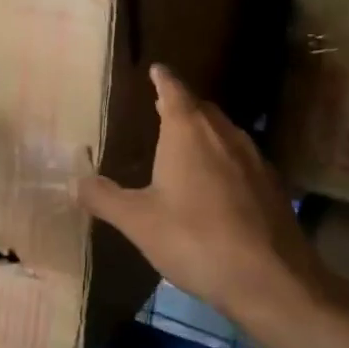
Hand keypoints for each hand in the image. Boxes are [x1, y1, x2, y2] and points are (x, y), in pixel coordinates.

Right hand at [79, 65, 322, 328]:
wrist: (270, 278)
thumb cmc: (195, 239)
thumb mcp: (139, 221)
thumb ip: (105, 198)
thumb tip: (76, 181)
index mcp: (188, 131)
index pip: (174, 91)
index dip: (163, 79)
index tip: (156, 69)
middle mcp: (224, 134)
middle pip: (202, 108)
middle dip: (182, 105)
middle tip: (163, 107)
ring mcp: (254, 158)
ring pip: (225, 132)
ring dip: (205, 131)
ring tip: (187, 142)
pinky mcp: (272, 185)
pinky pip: (242, 158)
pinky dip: (224, 159)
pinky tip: (218, 183)